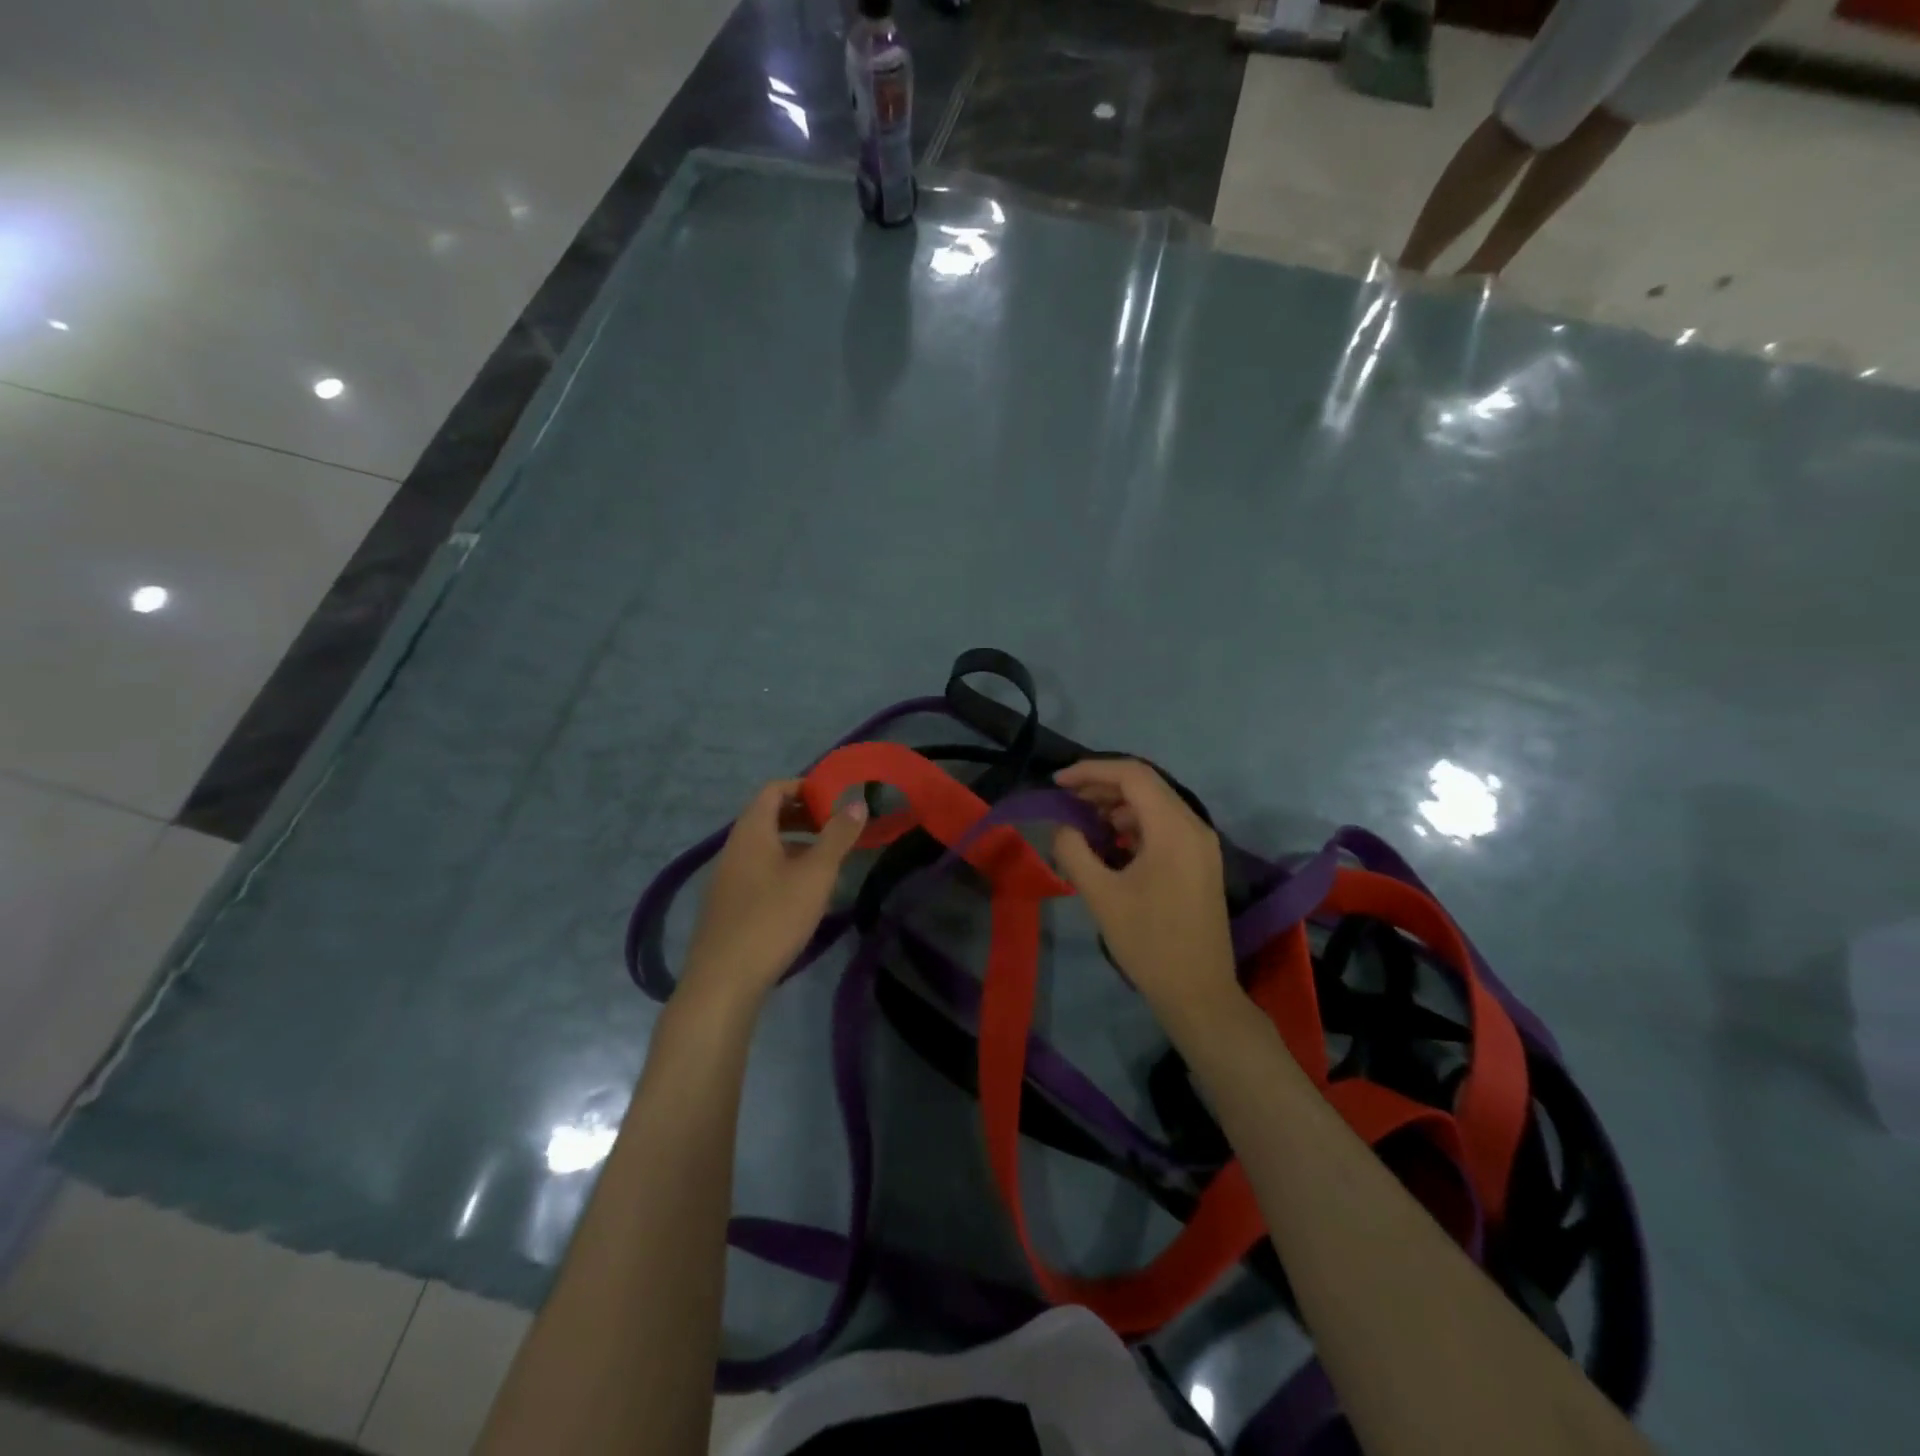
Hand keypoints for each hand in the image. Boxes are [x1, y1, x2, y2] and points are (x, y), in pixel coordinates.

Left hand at [680, 779, 867, 1010]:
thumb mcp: (815, 874)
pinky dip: (782, 867)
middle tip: (837, 827)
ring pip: (764, 846)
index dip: (804, 786)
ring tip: (827, 861)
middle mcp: (733, 847)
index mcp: (751, 831)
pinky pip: (757, 870)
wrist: (723, 981)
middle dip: (803, 815)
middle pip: (768, 816)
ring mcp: (726, 877)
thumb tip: (856, 802)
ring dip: (795, 844)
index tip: (834, 797)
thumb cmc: (773, 918)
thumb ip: (837, 836)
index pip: (774, 790)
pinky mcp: (727, 905)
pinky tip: (802, 894)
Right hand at [1051, 759, 1238, 1023]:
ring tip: (1082, 823)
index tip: (1057, 783)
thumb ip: (1074, 851)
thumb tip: (1063, 828)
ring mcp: (1201, 844)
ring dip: (1117, 805)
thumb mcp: (1102, 896)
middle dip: (1101, 786)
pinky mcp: (1199, 862)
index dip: (1091, 770)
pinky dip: (1133, 825)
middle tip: (1066, 801)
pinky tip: (1109, 845)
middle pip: (1145, 785)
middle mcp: (1194, 826)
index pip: (1132, 775)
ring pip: (1155, 805)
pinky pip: (1163, 827)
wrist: (1198, 993)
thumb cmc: (1149, 943)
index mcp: (1174, 828)